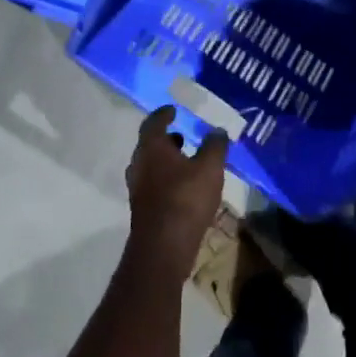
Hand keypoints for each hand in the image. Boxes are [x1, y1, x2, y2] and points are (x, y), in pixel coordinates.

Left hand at [125, 107, 227, 267]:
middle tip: (182, 135)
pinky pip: (153, 184)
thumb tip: (217, 130)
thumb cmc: (185, 198)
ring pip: (151, 166)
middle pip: (149, 145)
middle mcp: (139, 164)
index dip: (164, 114)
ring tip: (187, 161)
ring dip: (166, 160)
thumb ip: (215, 145)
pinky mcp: (142, 208)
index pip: (153, 122)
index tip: (173, 110)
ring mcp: (137, 188)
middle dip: (166, 139)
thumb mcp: (210, 167)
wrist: (163, 246)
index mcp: (151, 148)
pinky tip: (184, 187)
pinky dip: (166, 178)